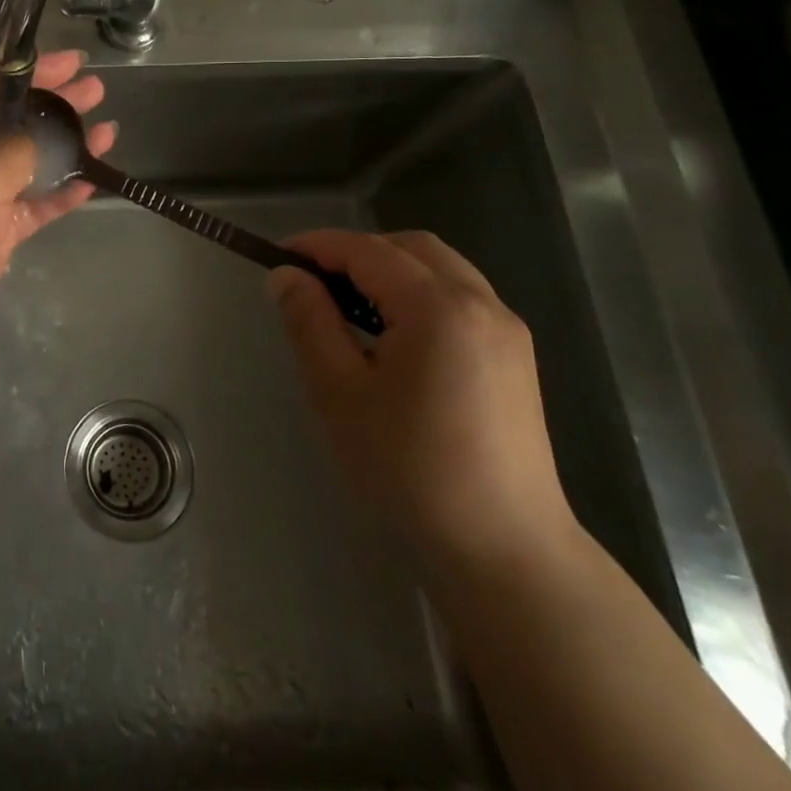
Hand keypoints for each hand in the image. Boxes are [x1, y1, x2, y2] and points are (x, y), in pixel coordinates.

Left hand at [0, 51, 116, 352]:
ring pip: (28, 163)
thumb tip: (48, 138)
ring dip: (66, 149)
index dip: (32, 72)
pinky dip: (60, 192)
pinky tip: (93, 179)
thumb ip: (20, 149)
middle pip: (14, 122)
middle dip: (56, 107)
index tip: (74, 62)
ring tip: (109, 131)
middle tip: (97, 91)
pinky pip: (32, 203)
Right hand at [266, 230, 576, 574]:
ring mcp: (506, 328)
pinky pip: (460, 296)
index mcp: (438, 308)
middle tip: (312, 281)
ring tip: (348, 305)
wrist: (503, 545)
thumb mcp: (339, 392)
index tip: (276, 257)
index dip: (317, 245)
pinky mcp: (515, 354)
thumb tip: (285, 275)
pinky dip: (419, 292)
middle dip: (356, 251)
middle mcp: (481, 303)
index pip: (367, 250)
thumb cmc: (409, 468)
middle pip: (410, 247)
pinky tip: (394, 333)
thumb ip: (310, 322)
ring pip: (439, 268)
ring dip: (389, 269)